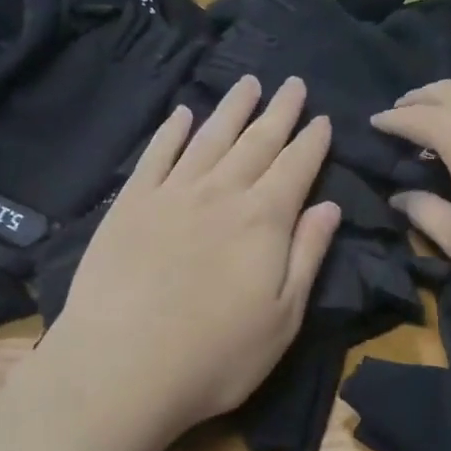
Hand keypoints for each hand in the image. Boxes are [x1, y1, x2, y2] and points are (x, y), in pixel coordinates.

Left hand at [33, 74, 340, 450]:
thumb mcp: (283, 317)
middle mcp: (221, 194)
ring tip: (248, 83)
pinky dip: (171, 131)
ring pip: (210, 138)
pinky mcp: (130, 204)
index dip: (312, 142)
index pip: (297, 167)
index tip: (322, 118)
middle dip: (279, 112)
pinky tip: (181, 114)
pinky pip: (156, 155)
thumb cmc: (216, 355)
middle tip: (293, 83)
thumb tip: (329, 207)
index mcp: (264, 220)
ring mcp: (172, 194)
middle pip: (257, 142)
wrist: (121, 368)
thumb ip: (307, 256)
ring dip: (232, 108)